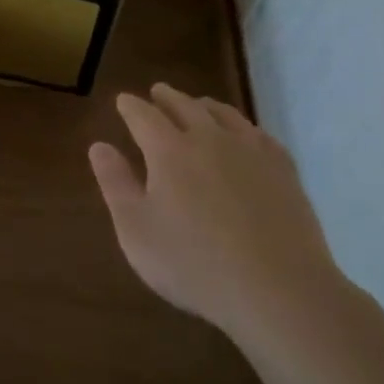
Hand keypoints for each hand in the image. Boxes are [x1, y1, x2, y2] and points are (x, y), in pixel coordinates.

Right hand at [89, 83, 343, 343]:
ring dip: (205, 105)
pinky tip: (246, 136)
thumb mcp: (136, 230)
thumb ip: (115, 184)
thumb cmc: (194, 264)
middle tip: (157, 92)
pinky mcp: (284, 172)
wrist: (279, 292)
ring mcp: (251, 153)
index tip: (123, 101)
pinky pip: (259, 135)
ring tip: (198, 105)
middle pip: (185, 106)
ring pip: (224, 114)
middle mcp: (209, 139)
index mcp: (168, 150)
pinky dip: (243, 127)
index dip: (130, 106)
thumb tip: (99, 146)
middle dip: (167, 97)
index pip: (143, 115)